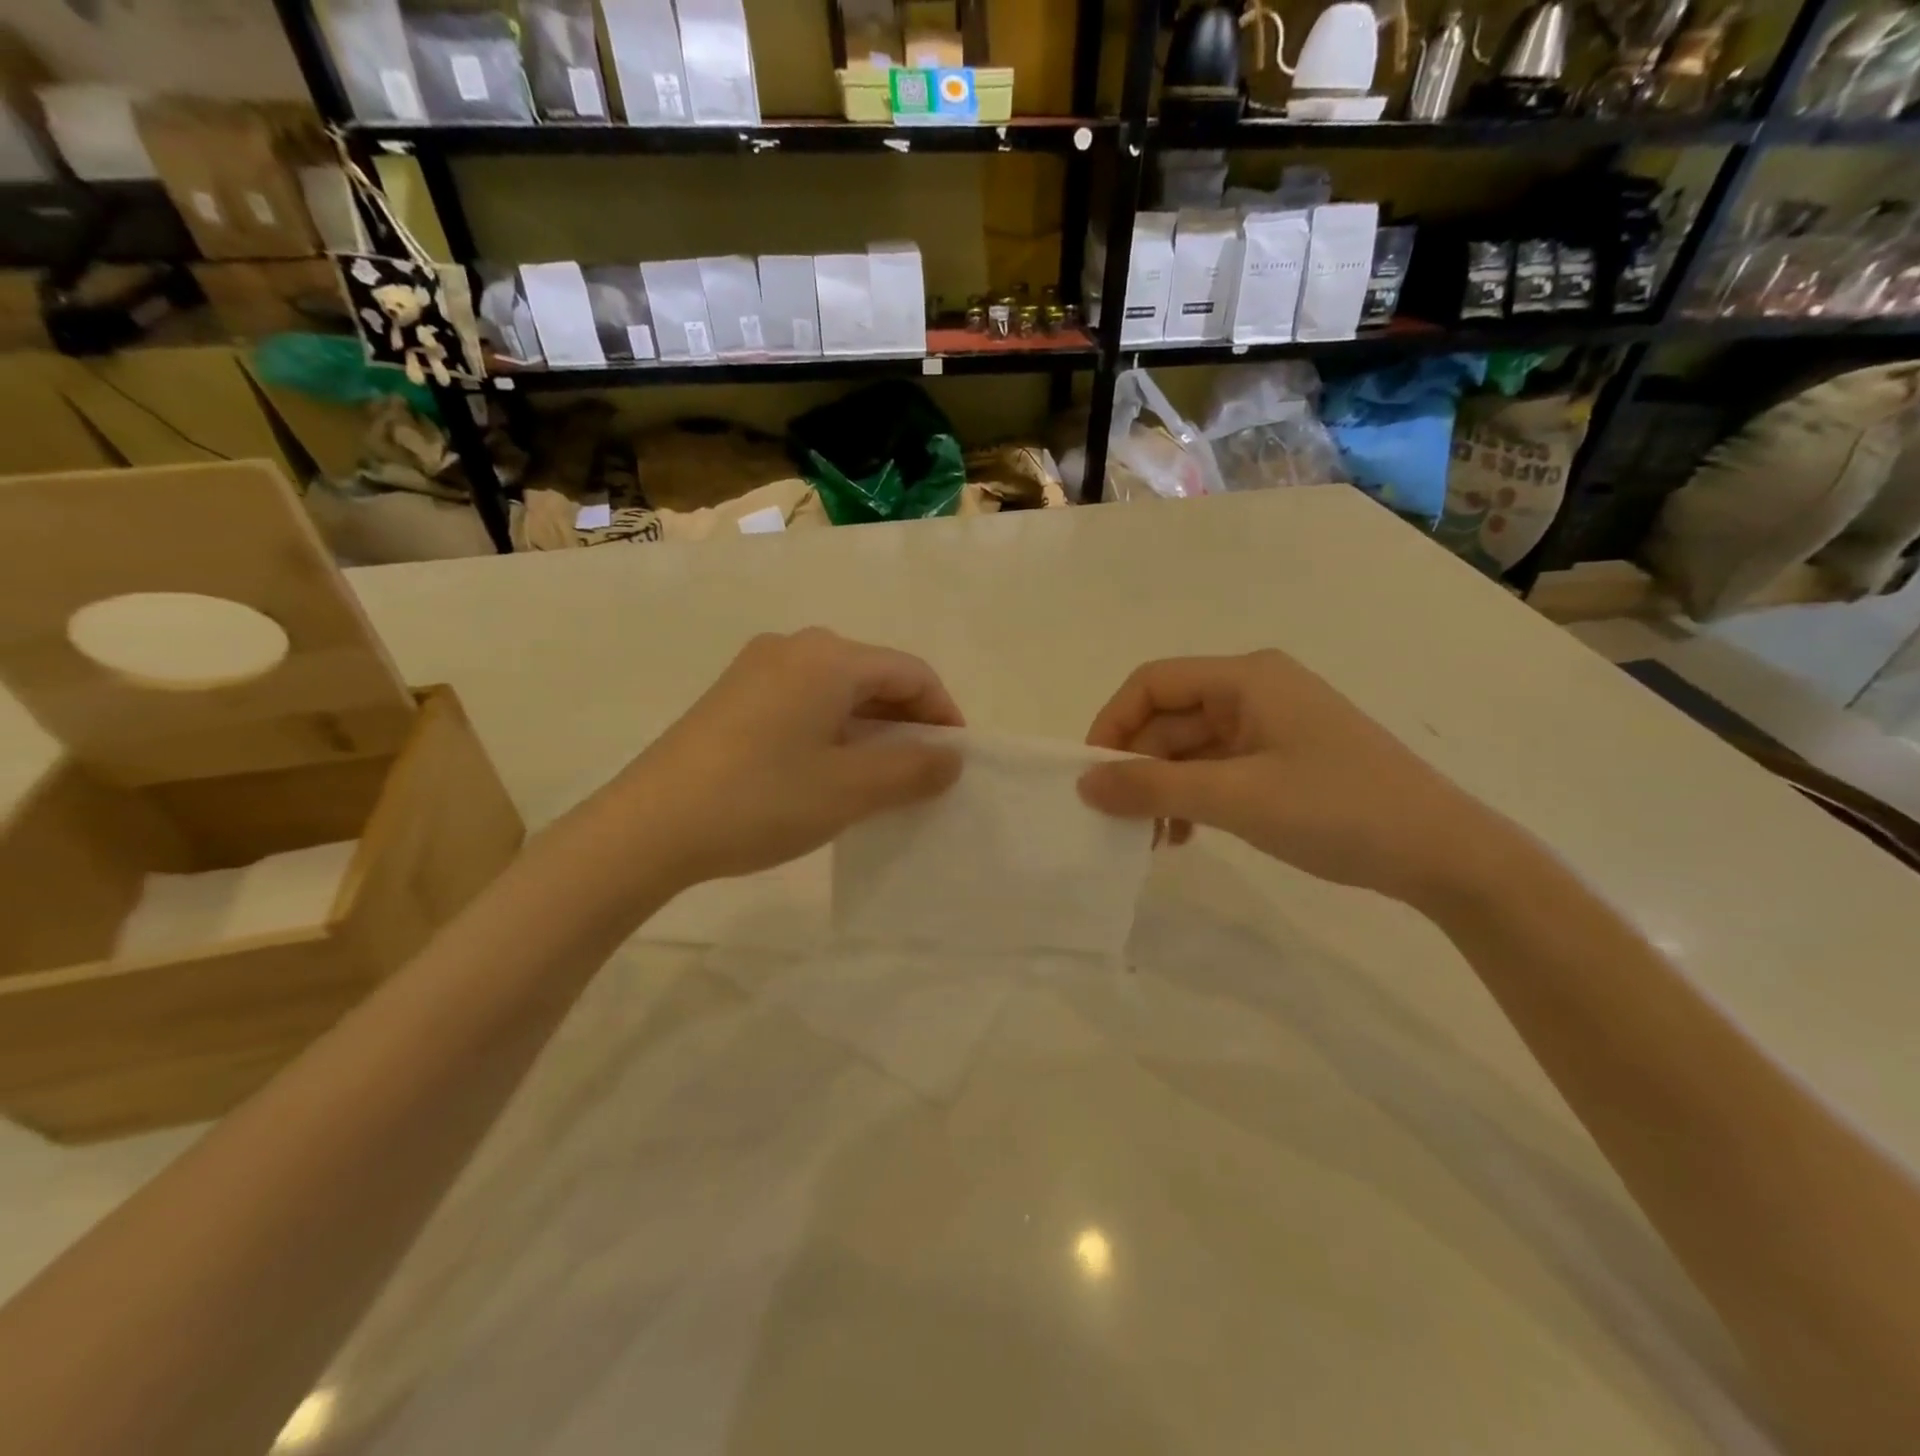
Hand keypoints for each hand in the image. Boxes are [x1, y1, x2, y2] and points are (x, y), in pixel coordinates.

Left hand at [610, 628, 963, 888]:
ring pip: (837, 690)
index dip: (943, 713)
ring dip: (870, 728)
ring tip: (881, 778)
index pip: (911, 672)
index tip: (955, 760)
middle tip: (923, 773)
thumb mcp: (851, 789)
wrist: (649, 826)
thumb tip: (951, 757)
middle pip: (874, 675)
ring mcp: (757, 668)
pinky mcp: (733, 695)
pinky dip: (833, 730)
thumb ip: (913, 769)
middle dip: (907, 722)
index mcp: (829, 657)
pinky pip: (804, 701)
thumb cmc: (762, 799)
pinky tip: (829, 770)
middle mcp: (794, 647)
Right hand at [1078, 650, 1503, 905]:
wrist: (1444, 854)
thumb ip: (1153, 788)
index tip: (1092, 777)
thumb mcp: (1235, 798)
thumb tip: (1084, 784)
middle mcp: (1255, 691)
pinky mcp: (1283, 759)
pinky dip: (1194, 798)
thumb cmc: (1337, 810)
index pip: (1152, 683)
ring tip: (1154, 839)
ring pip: (1191, 749)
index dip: (1112, 724)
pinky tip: (1187, 837)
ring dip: (1164, 789)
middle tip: (1121, 822)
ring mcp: (1272, 726)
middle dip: (1139, 768)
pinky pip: (1218, 769)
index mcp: (1246, 678)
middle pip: (1169, 718)